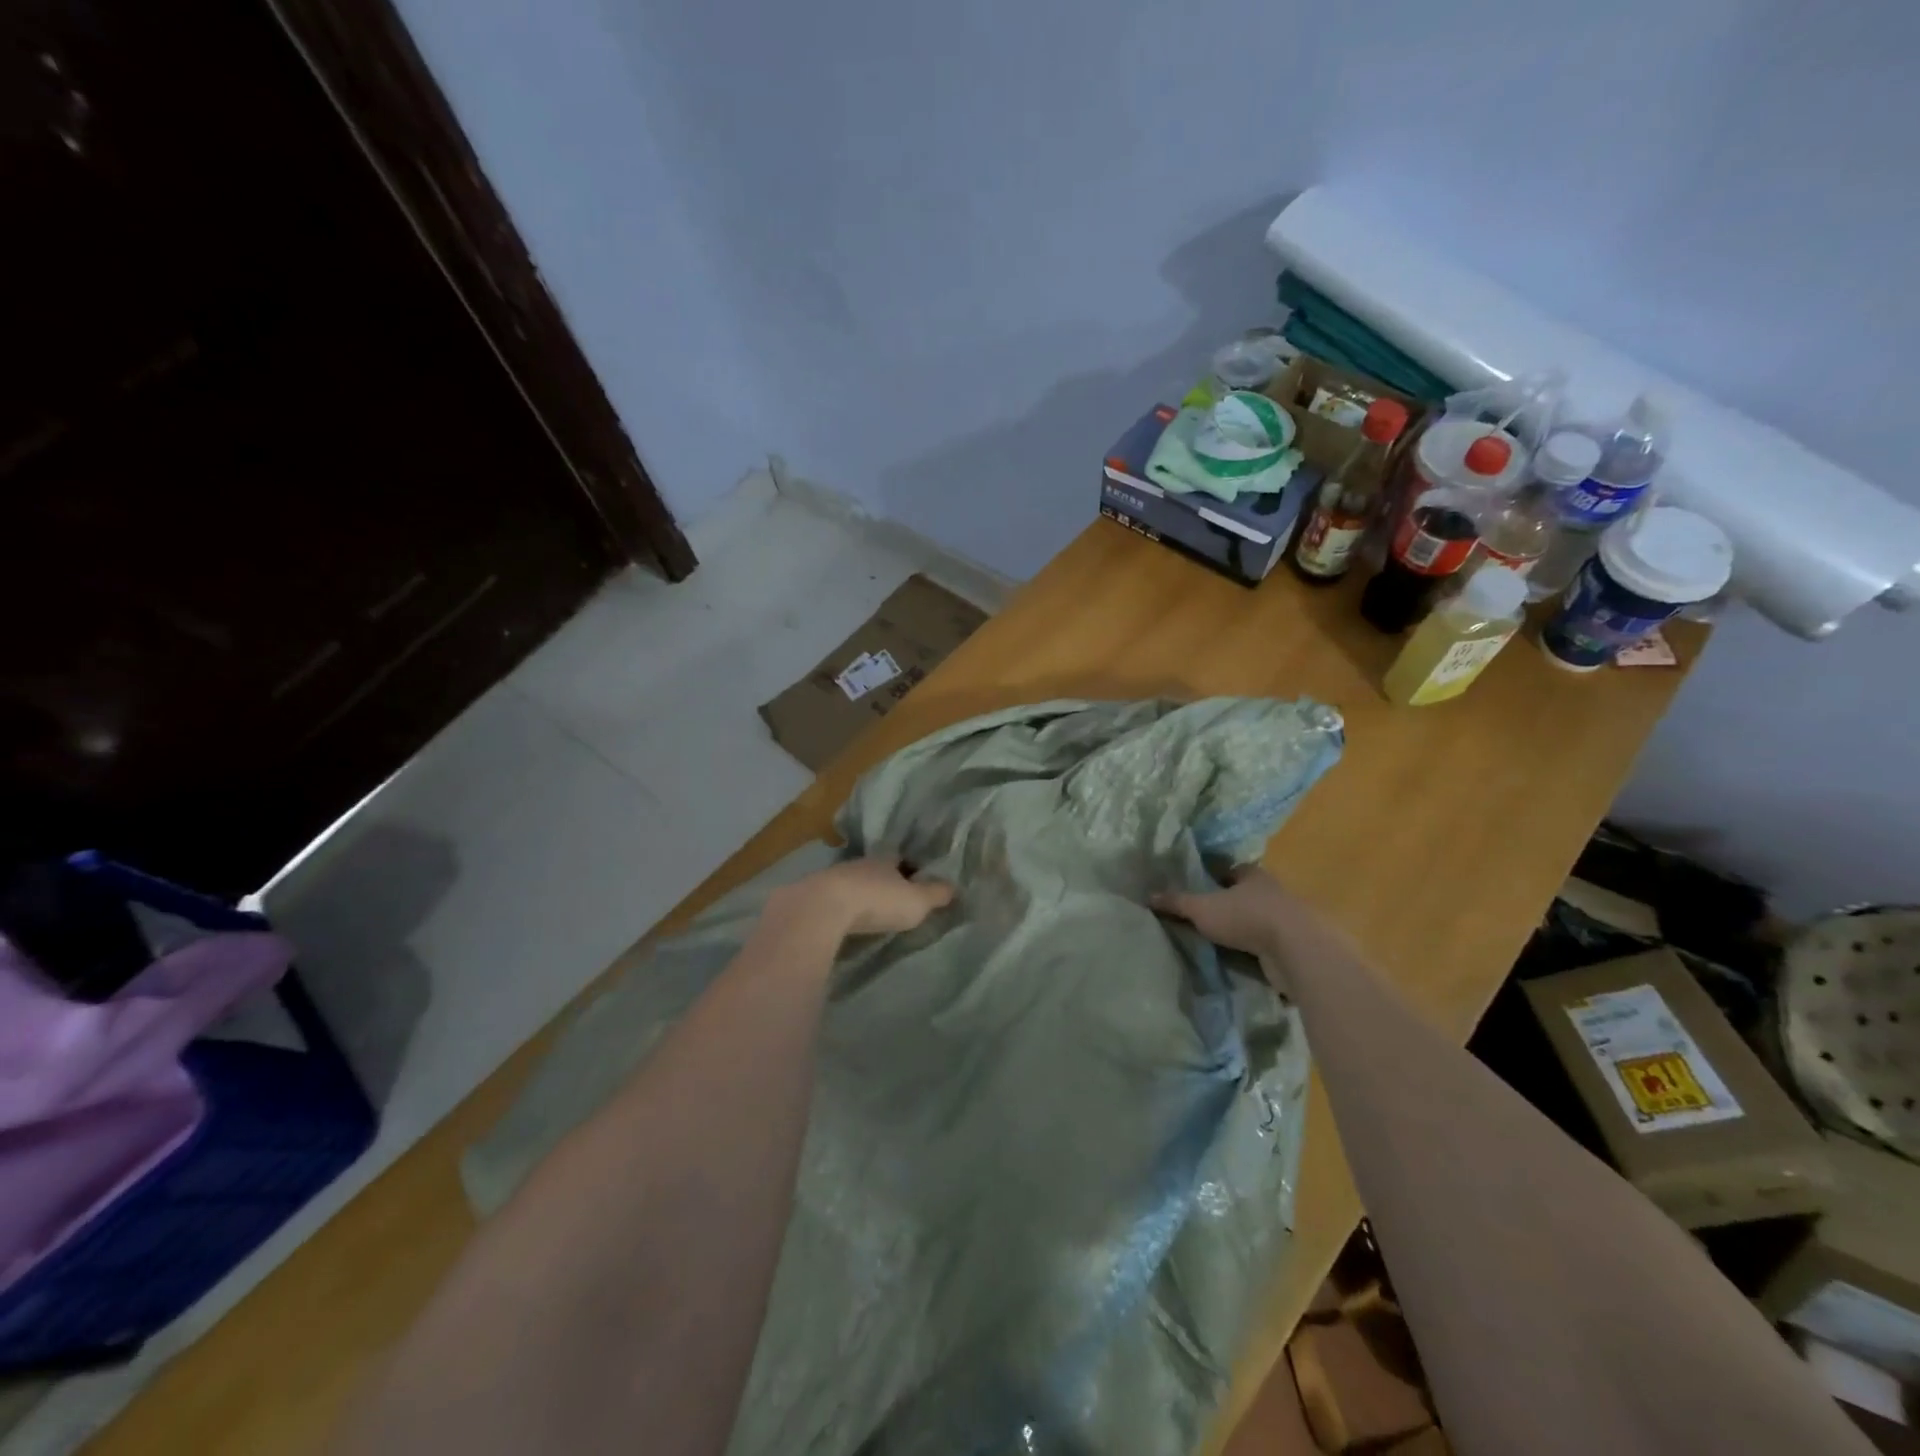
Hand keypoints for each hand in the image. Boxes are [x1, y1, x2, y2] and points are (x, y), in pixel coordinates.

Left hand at [796, 857, 954, 936]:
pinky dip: (840, 908)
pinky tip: (843, 919)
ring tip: (868, 910)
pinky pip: (833, 900)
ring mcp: (832, 878)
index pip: (900, 856)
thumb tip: (955, 886)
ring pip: (852, 882)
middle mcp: (859, 864)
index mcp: (885, 859)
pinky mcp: (812, 897)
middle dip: (883, 880)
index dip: (909, 866)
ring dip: (859, 893)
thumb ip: (935, 894)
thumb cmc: (877, 900)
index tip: (917, 875)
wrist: (822, 908)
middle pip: (874, 869)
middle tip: (893, 895)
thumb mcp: (916, 901)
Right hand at [1152, 867, 1304, 958]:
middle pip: (1246, 895)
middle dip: (1228, 905)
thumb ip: (1177, 902)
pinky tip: (1240, 960)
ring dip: (1243, 930)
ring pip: (1258, 921)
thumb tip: (1148, 895)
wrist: (1296, 950)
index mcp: (1253, 875)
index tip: (1200, 889)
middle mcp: (1272, 892)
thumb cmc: (1247, 917)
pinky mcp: (1294, 946)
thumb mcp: (1202, 908)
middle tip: (1204, 917)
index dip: (1216, 878)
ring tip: (1218, 942)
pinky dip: (1255, 951)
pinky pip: (1267, 945)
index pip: (1232, 871)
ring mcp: (1286, 920)